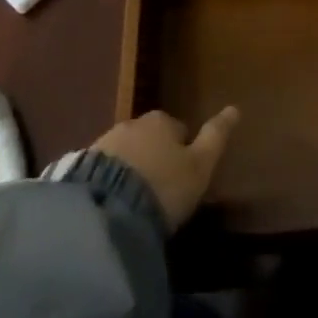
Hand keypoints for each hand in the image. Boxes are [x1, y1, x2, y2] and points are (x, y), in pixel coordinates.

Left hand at [92, 106, 239, 229]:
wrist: (107, 209)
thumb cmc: (164, 186)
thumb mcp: (200, 166)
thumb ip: (216, 137)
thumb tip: (235, 108)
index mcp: (162, 121)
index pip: (178, 130)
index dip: (183, 152)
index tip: (184, 176)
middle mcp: (132, 123)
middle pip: (149, 139)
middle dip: (154, 157)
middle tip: (160, 190)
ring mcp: (104, 143)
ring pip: (125, 154)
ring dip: (131, 170)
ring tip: (136, 202)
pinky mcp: (81, 166)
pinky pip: (102, 172)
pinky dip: (110, 183)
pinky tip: (114, 205)